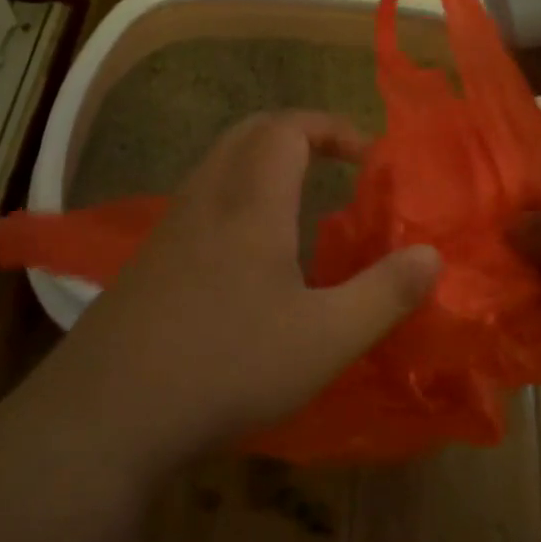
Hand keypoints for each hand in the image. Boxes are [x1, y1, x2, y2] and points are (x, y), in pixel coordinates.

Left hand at [28, 111, 441, 473]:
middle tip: (334, 165)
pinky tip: (248, 258)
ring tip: (298, 207)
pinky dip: (235, 199)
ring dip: (262, 166)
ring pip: (219, 166)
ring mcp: (169, 228)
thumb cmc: (227, 366)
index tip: (366, 156)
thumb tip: (432, 255)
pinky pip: (200, 203)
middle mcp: (206, 199)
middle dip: (297, 135)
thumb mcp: (325, 339)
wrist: (108, 414)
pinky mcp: (147, 261)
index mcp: (250, 202)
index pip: (287, 128)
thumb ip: (384, 294)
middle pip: (248, 134)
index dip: (330, 127)